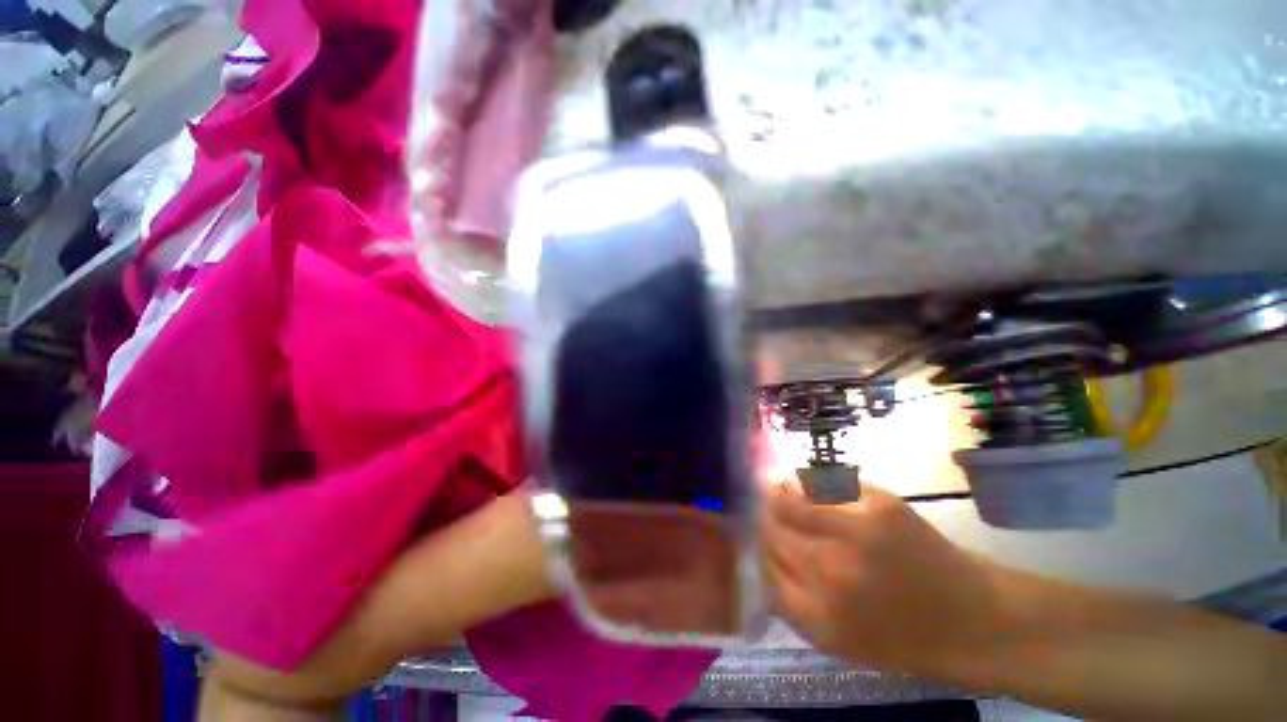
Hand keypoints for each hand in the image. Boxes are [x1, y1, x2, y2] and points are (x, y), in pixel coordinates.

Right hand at [759, 486, 1003, 678]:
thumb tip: (757, 554)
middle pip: (770, 529)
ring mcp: (854, 532)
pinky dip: (808, 486)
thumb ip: (789, 600)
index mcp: (816, 612)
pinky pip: (822, 485)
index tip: (757, 537)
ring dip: (779, 497)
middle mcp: (829, 570)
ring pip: (789, 501)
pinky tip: (809, 487)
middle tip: (766, 514)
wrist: (970, 620)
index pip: (761, 563)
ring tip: (781, 493)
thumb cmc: (899, 637)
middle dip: (764, 520)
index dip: (756, 546)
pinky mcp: (878, 505)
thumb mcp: (835, 639)